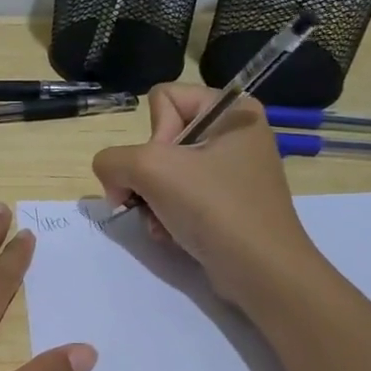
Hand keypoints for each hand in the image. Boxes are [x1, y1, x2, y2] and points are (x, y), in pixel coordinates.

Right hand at [91, 84, 318, 304]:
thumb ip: (112, 160)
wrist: (260, 271)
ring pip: (164, 173)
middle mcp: (234, 134)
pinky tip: (171, 234)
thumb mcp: (151, 169)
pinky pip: (179, 197)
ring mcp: (231, 171)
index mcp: (232, 110)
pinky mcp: (226, 203)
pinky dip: (167, 216)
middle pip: (160, 139)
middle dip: (147, 177)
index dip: (152, 135)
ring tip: (162, 224)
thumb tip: (111, 178)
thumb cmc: (214, 208)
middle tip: (154, 201)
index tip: (165, 168)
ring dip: (152, 201)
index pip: (163, 99)